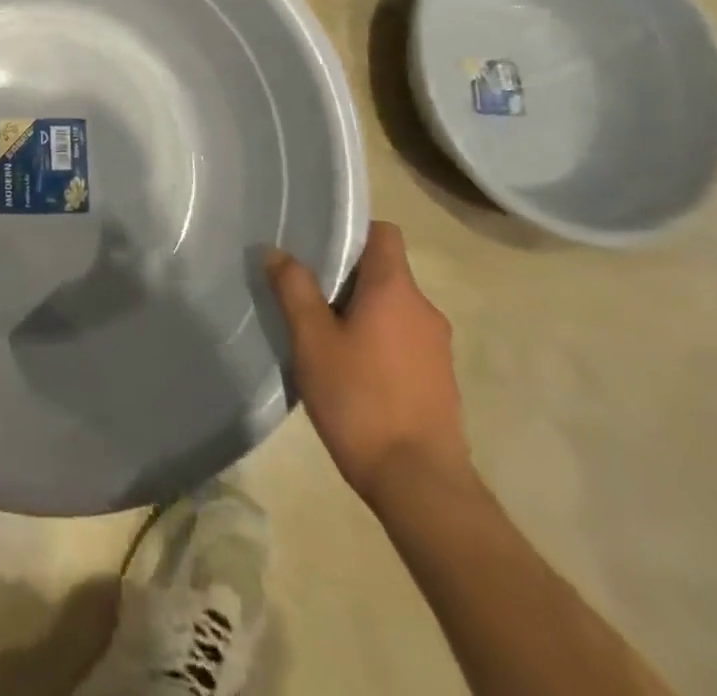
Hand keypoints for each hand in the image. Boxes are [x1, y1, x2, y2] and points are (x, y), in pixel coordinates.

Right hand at [265, 223, 470, 505]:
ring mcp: (437, 348)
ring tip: (322, 335)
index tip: (317, 246)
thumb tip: (277, 251)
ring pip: (392, 308)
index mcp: (396, 289)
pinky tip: (349, 371)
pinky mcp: (439, 381)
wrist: (421, 485)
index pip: (383, 233)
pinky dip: (377, 342)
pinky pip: (402, 340)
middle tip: (306, 293)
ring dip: (360, 312)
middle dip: (346, 277)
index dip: (352, 231)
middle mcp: (424, 310)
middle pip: (384, 271)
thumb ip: (294, 289)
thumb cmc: (361, 399)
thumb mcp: (312, 340)